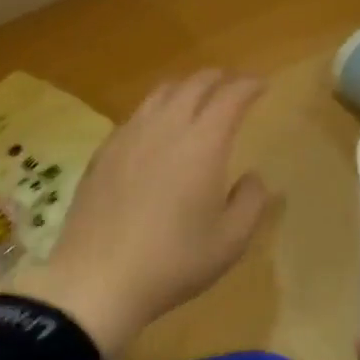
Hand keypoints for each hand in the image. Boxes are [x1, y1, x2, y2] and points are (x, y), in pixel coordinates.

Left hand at [20, 70, 271, 358]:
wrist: (97, 280)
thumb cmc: (173, 262)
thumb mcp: (230, 241)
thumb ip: (251, 202)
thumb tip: (253, 177)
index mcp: (202, 144)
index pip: (230, 97)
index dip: (248, 86)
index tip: (261, 85)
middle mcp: (166, 128)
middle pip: (194, 84)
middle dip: (218, 78)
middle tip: (232, 85)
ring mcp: (130, 136)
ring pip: (161, 93)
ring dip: (186, 88)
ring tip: (196, 98)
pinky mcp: (105, 151)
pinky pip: (136, 114)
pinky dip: (157, 108)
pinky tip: (157, 128)